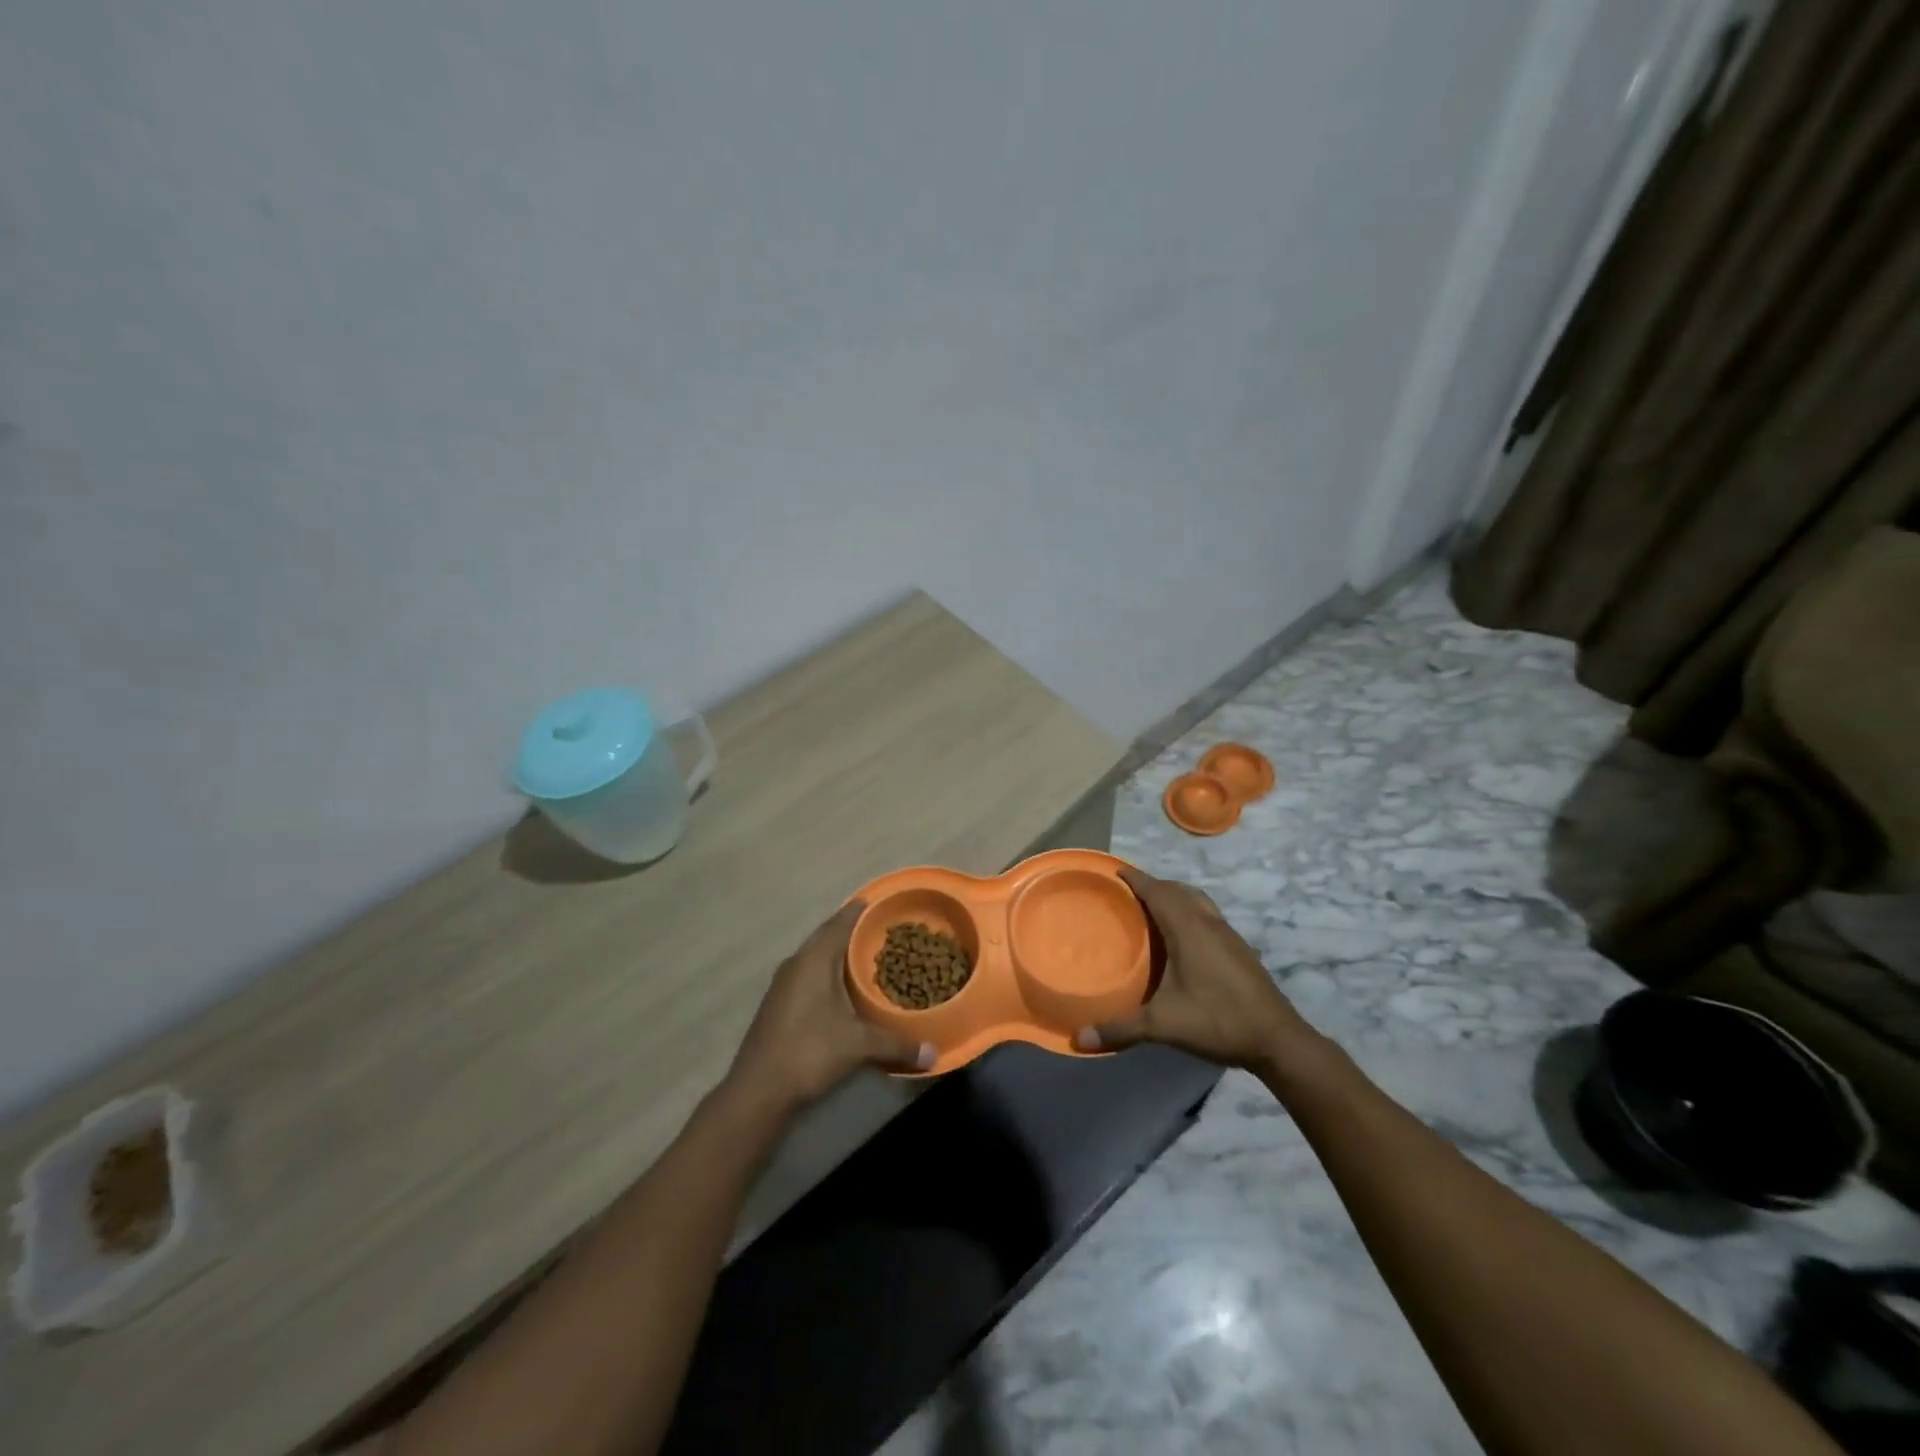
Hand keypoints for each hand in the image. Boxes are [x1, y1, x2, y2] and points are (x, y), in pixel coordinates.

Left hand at [727, 901, 934, 1113]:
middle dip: (850, 930)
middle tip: (878, 929)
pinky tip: (841, 988)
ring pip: (814, 957)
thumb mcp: (859, 1045)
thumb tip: (934, 1053)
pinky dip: (826, 973)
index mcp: (814, 960)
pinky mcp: (777, 1004)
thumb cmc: (810, 1051)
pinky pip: (807, 975)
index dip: (858, 911)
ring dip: (836, 953)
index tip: (876, 900)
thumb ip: (897, 1045)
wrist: (758, 1089)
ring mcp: (782, 984)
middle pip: (826, 936)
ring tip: (864, 955)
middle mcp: (796, 964)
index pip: (839, 923)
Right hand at [1075, 868, 1316, 1072]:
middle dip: (1153, 885)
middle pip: (1178, 890)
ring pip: (1197, 901)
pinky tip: (1183, 938)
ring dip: (1175, 896)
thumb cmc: (1218, 1020)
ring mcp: (1228, 935)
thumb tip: (1079, 1039)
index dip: (1136, 879)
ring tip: (1153, 909)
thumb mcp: (1163, 1025)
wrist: (1278, 1039)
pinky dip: (1190, 912)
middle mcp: (1208, 923)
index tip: (1115, 871)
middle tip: (1127, 893)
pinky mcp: (1240, 949)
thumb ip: (1121, 1029)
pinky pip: (1208, 915)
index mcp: (1188, 929)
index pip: (1158, 891)